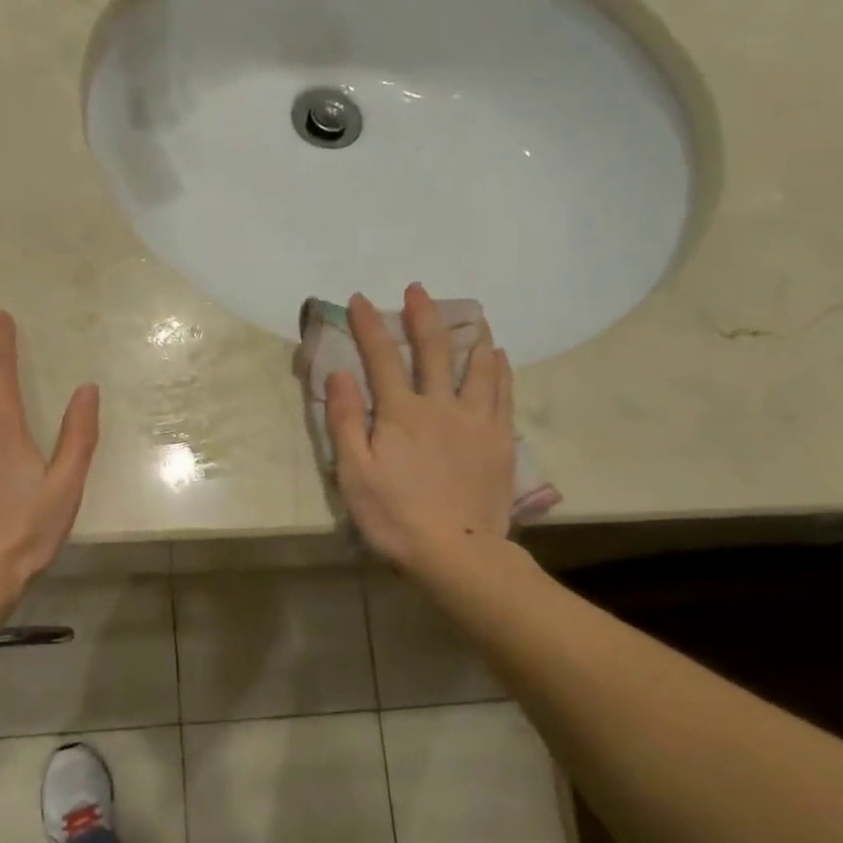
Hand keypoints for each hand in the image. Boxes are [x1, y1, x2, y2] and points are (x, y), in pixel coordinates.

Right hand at [324, 285, 517, 569]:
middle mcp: (441, 406)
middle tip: (418, 289)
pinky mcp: (499, 441)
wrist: (456, 552)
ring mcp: (476, 422)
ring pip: (477, 367)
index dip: (370, 325)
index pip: (381, 357)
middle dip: (423, 316)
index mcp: (401, 413)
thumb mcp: (354, 472)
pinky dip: (500, 370)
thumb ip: (346, 419)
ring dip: (470, 336)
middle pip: (433, 351)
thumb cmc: (394, 516)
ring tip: (472, 317)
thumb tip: (340, 373)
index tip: (360, 299)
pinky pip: (502, 395)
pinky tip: (499, 357)